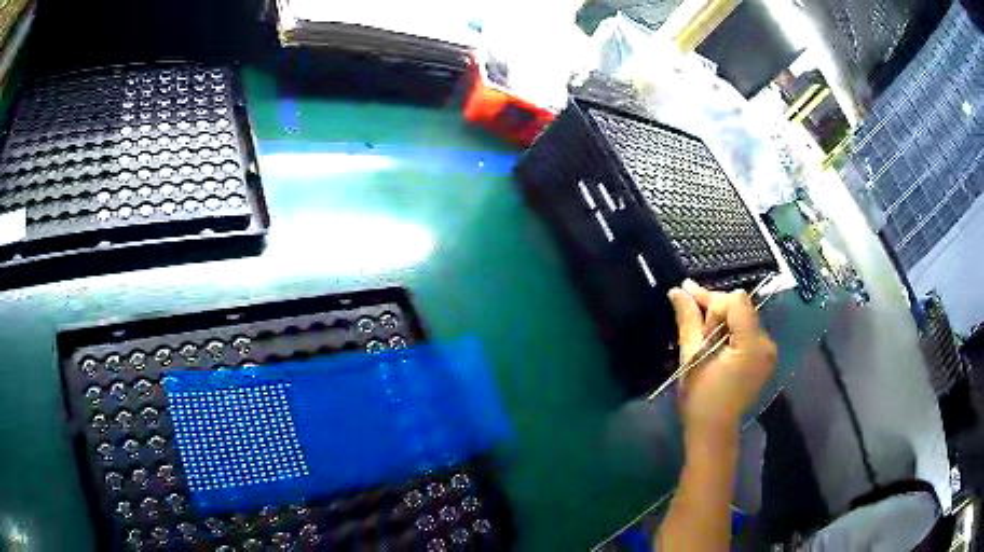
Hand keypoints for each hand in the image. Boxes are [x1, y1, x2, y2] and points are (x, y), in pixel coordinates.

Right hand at [668, 279, 776, 446]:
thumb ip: (689, 319)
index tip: (687, 296)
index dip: (711, 298)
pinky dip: (730, 330)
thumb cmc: (700, 398)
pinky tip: (714, 340)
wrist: (713, 431)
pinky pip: (747, 331)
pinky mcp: (764, 357)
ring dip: (722, 320)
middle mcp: (766, 344)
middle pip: (741, 307)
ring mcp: (768, 351)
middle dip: (715, 309)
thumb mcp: (692, 356)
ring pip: (744, 317)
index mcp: (751, 345)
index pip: (735, 302)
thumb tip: (677, 290)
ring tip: (701, 333)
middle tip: (691, 316)